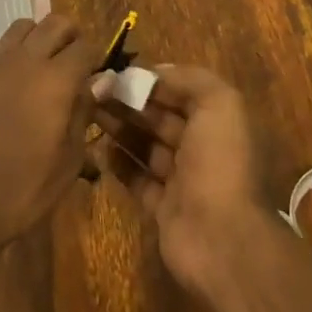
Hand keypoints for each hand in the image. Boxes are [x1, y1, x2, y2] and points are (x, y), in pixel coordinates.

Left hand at [0, 14, 107, 272]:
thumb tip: (100, 82)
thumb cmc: (23, 191)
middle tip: (73, 62)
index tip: (96, 75)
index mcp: (56, 81)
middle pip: (54, 23)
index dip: (95, 58)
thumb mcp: (68, 162)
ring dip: (36, 37)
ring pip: (19, 27)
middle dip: (70, 36)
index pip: (85, 47)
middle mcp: (25, 62)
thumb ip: (84, 113)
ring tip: (40, 62)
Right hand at [92, 65, 267, 291]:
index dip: (152, 81)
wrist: (222, 239)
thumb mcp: (219, 104)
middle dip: (131, 102)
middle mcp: (202, 149)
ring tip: (90, 113)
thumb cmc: (220, 163)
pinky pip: (138, 180)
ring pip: (147, 147)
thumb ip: (191, 79)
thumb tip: (157, 72)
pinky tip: (97, 148)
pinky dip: (119, 164)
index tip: (119, 72)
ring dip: (121, 128)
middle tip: (96, 90)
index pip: (181, 92)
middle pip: (161, 118)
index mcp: (219, 122)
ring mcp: (182, 181)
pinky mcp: (163, 209)